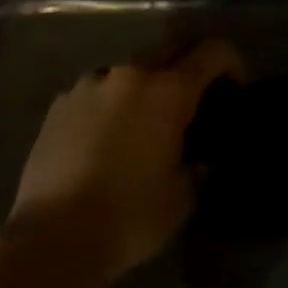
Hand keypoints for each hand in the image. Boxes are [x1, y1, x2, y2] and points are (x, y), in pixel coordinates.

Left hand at [6, 39, 241, 285]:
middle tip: (191, 103)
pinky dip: (110, 103)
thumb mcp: (181, 199)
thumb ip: (197, 168)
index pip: (212, 52)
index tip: (235, 88)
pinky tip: (104, 137)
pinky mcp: (60, 102)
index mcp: (168, 91)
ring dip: (144, 86)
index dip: (231, 63)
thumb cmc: (129, 217)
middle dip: (187, 69)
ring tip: (142, 121)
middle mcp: (131, 74)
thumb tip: (199, 160)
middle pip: (170, 50)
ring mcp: (91, 83)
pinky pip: (97, 90)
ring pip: (130, 69)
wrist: (52, 237)